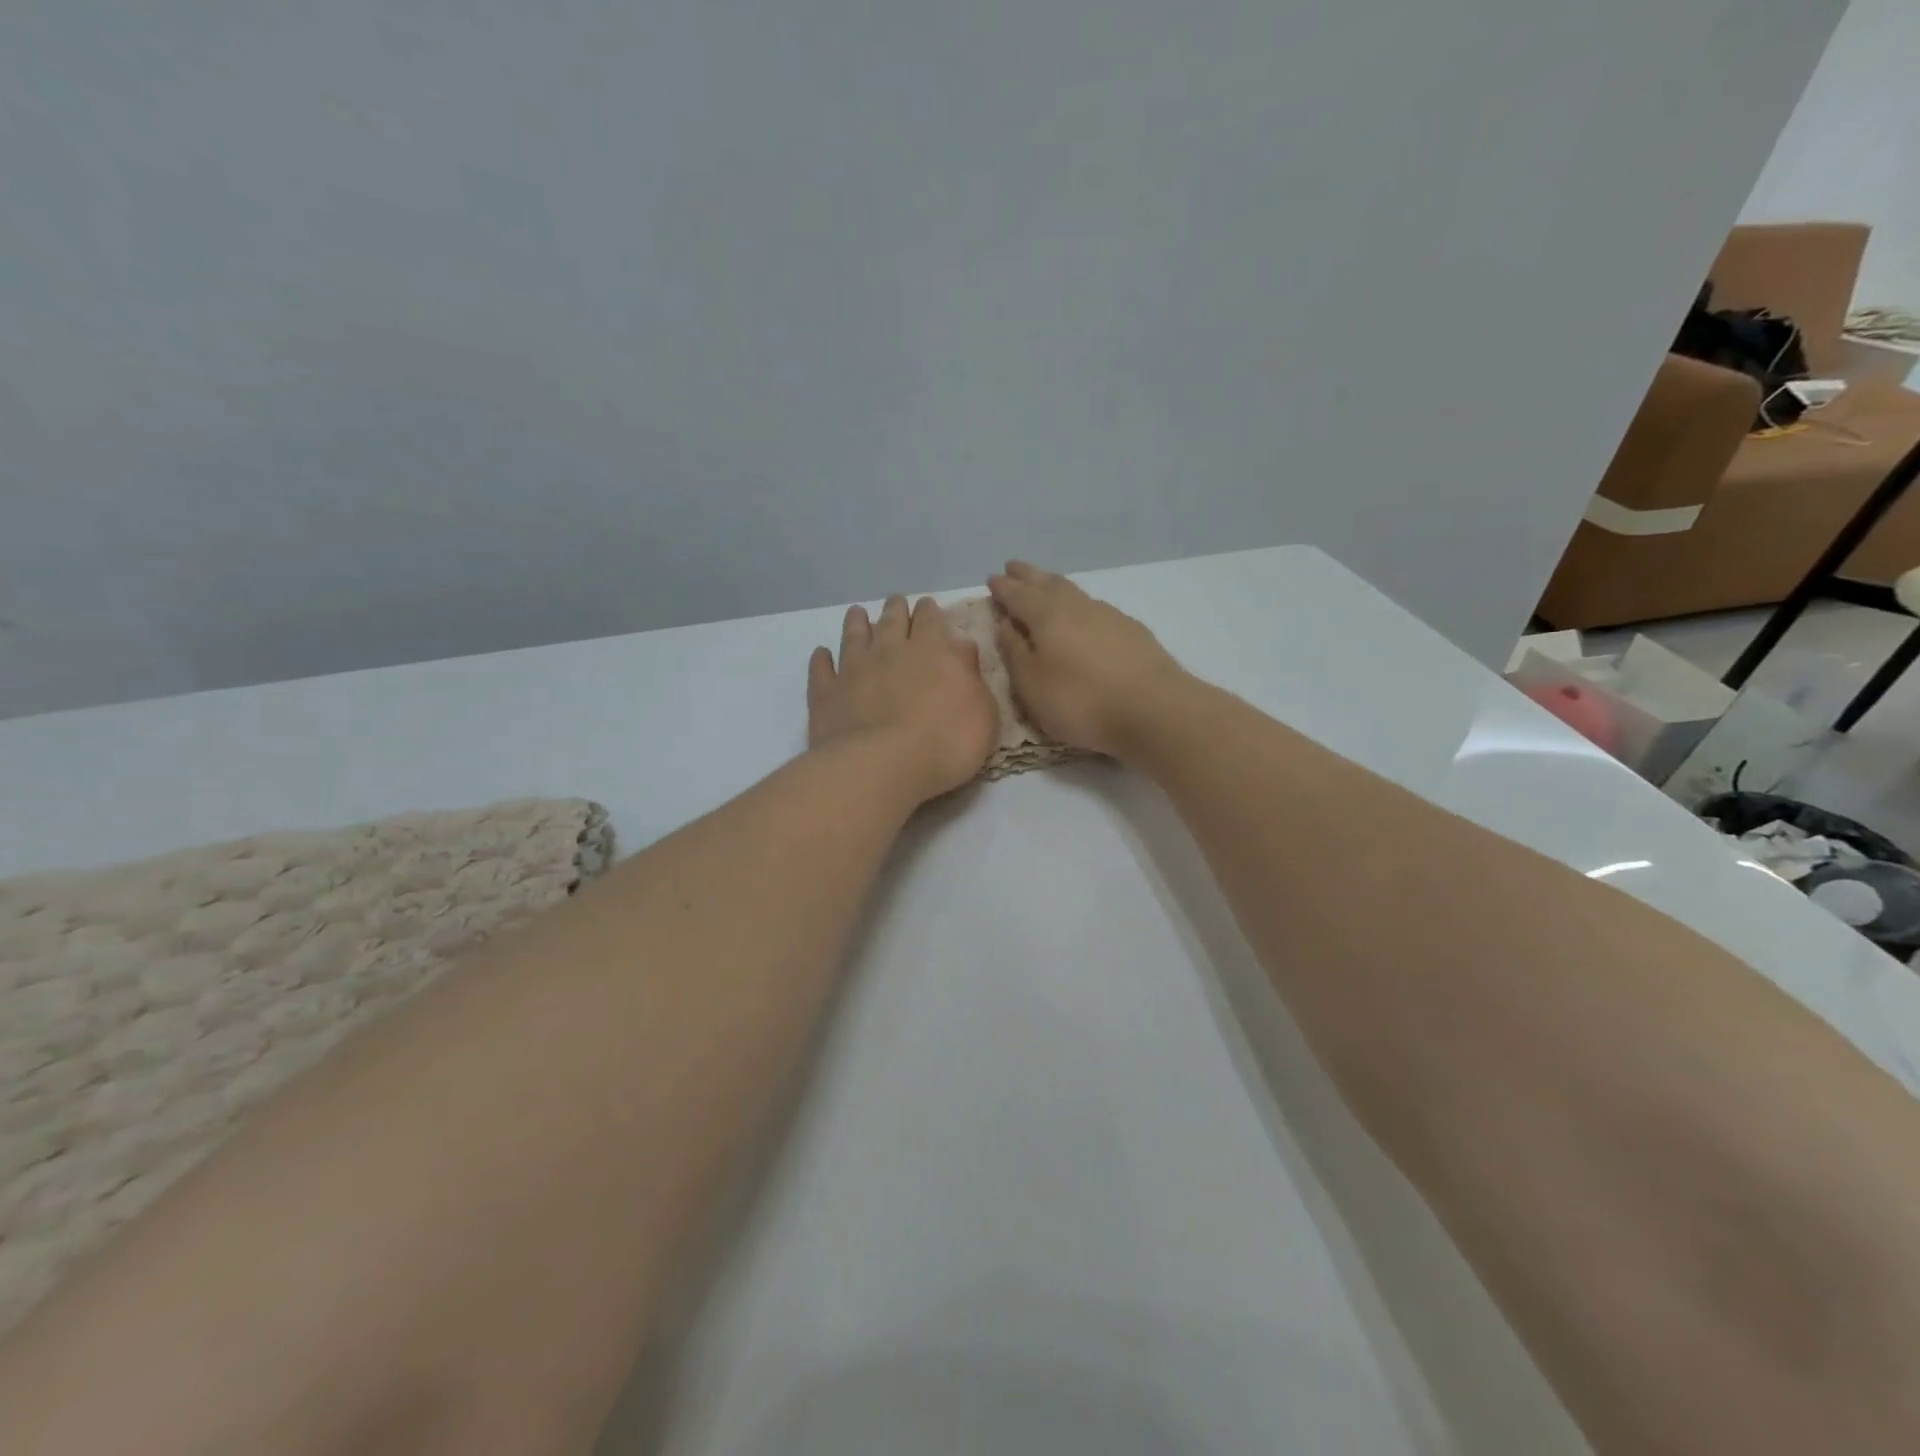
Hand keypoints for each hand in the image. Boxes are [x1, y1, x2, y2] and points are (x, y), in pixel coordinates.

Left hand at [808, 595, 997, 803]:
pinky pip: (821, 670)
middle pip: (892, 620)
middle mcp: (890, 651)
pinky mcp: (826, 694)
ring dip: (857, 623)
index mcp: (932, 651)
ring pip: (854, 636)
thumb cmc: (945, 743)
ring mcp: (853, 670)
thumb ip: (971, 676)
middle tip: (896, 603)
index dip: (929, 612)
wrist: (882, 766)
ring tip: (857, 613)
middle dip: (896, 609)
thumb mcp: (981, 712)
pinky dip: (822, 660)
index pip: (930, 620)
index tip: (927, 606)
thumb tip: (962, 646)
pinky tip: (822, 654)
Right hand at [987, 561, 1186, 758]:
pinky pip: (1096, 608)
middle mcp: (1077, 607)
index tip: (992, 579)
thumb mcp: (1032, 684)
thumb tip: (1006, 622)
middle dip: (1028, 576)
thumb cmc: (1081, 701)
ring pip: (1074, 592)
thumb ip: (1015, 651)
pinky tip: (1084, 614)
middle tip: (1014, 567)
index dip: (1003, 588)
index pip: (1018, 595)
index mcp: (1047, 616)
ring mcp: (1109, 616)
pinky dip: (1080, 605)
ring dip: (1055, 585)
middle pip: (1048, 583)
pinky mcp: (1133, 632)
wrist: (1154, 710)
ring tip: (1045, 584)